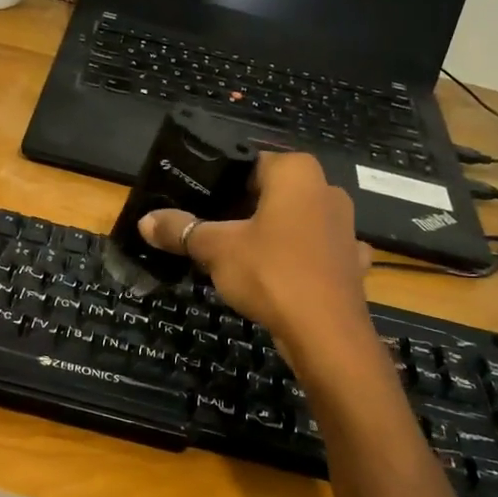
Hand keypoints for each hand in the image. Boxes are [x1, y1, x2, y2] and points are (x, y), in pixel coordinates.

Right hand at [139, 152, 372, 356]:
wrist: (327, 334)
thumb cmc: (270, 273)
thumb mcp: (215, 248)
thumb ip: (180, 230)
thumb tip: (145, 221)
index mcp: (296, 173)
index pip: (250, 162)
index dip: (221, 181)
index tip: (197, 200)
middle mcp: (327, 190)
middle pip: (274, 192)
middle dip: (243, 208)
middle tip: (209, 227)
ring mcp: (345, 227)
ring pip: (296, 221)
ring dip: (271, 234)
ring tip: (237, 254)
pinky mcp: (352, 262)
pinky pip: (315, 252)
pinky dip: (296, 260)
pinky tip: (276, 276)